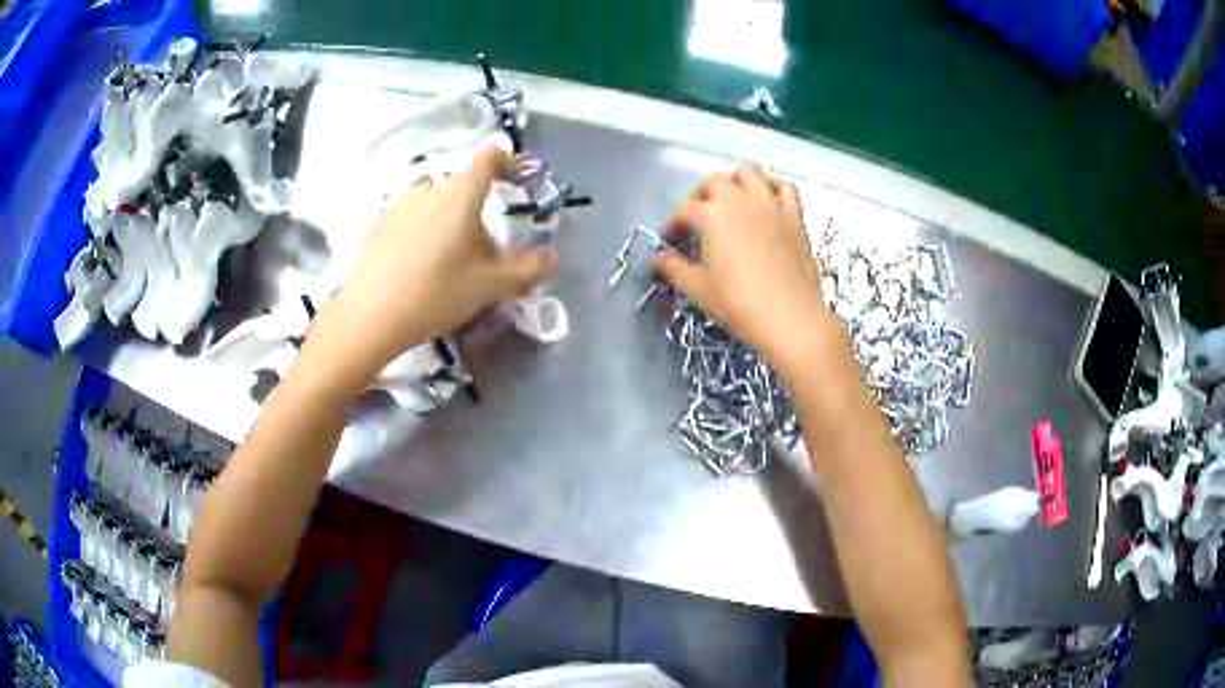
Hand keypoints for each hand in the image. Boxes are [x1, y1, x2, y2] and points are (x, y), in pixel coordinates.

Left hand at [303, 147, 555, 392]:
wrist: (369, 317)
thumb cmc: (435, 294)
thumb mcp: (489, 286)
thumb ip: (526, 269)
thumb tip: (551, 258)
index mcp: (461, 195)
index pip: (488, 158)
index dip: (507, 162)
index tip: (516, 180)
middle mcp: (430, 188)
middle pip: (462, 188)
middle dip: (477, 210)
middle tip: (481, 252)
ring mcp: (399, 203)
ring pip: (435, 202)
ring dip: (448, 220)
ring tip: (447, 261)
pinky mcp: (378, 223)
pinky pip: (411, 216)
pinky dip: (422, 230)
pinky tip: (416, 266)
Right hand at [653, 166, 833, 372]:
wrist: (791, 318)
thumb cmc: (740, 304)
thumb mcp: (699, 289)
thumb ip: (675, 269)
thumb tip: (656, 260)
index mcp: (713, 215)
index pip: (685, 210)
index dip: (674, 223)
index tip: (671, 239)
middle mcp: (741, 200)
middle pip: (715, 182)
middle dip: (701, 195)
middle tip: (697, 216)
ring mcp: (771, 205)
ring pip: (750, 173)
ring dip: (735, 180)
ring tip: (730, 199)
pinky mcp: (795, 216)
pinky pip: (785, 187)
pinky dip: (773, 186)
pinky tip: (767, 199)